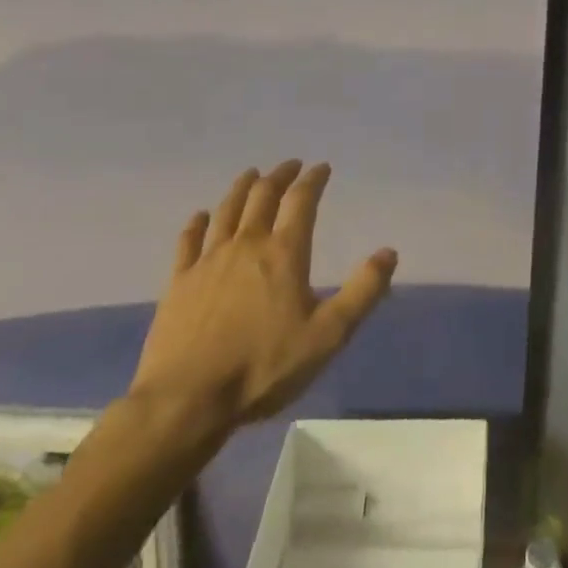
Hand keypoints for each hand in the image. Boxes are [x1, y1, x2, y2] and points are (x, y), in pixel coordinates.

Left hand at [128, 160, 396, 434]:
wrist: (186, 401)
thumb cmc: (264, 367)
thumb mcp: (328, 335)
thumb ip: (362, 291)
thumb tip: (388, 252)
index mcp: (284, 253)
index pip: (302, 201)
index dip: (313, 180)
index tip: (322, 168)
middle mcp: (246, 245)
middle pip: (262, 196)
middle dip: (279, 176)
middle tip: (290, 166)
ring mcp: (208, 262)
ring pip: (226, 211)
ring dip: (242, 188)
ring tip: (251, 175)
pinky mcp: (178, 283)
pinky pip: (188, 241)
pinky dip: (197, 223)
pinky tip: (201, 216)